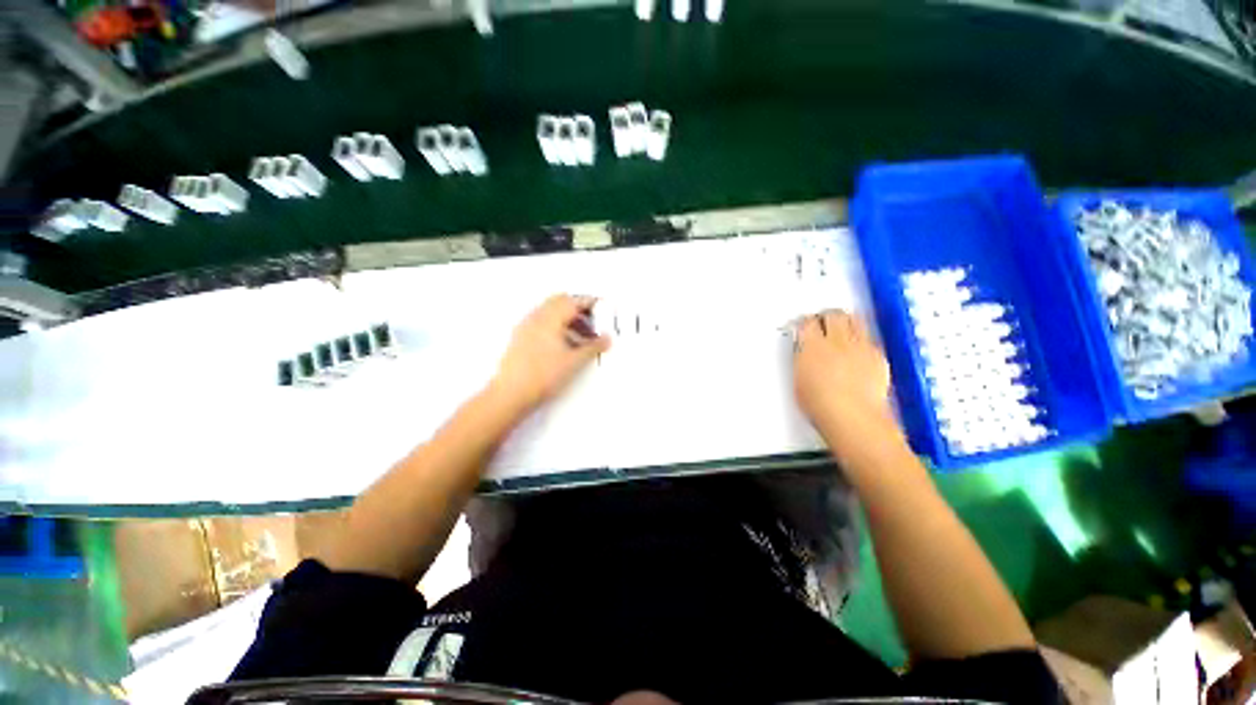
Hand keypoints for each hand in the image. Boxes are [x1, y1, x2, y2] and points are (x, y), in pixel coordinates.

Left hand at [488, 294, 610, 412]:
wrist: (511, 395)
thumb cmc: (541, 376)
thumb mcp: (575, 362)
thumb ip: (594, 347)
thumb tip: (606, 339)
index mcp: (549, 318)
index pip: (573, 301)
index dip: (590, 303)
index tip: (602, 309)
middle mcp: (535, 318)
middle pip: (560, 303)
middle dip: (578, 310)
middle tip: (593, 323)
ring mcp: (525, 328)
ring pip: (550, 314)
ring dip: (567, 320)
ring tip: (581, 338)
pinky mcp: (520, 340)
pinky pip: (541, 325)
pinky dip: (556, 329)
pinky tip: (564, 347)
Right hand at [793, 309, 894, 434]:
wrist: (852, 417)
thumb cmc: (819, 404)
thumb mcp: (799, 379)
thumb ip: (803, 358)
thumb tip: (805, 351)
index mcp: (812, 346)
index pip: (807, 322)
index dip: (805, 322)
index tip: (803, 326)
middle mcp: (837, 341)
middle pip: (833, 315)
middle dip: (826, 316)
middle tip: (822, 322)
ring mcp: (860, 346)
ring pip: (854, 320)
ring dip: (845, 321)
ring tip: (841, 328)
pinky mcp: (878, 355)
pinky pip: (869, 338)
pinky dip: (861, 339)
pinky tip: (857, 350)